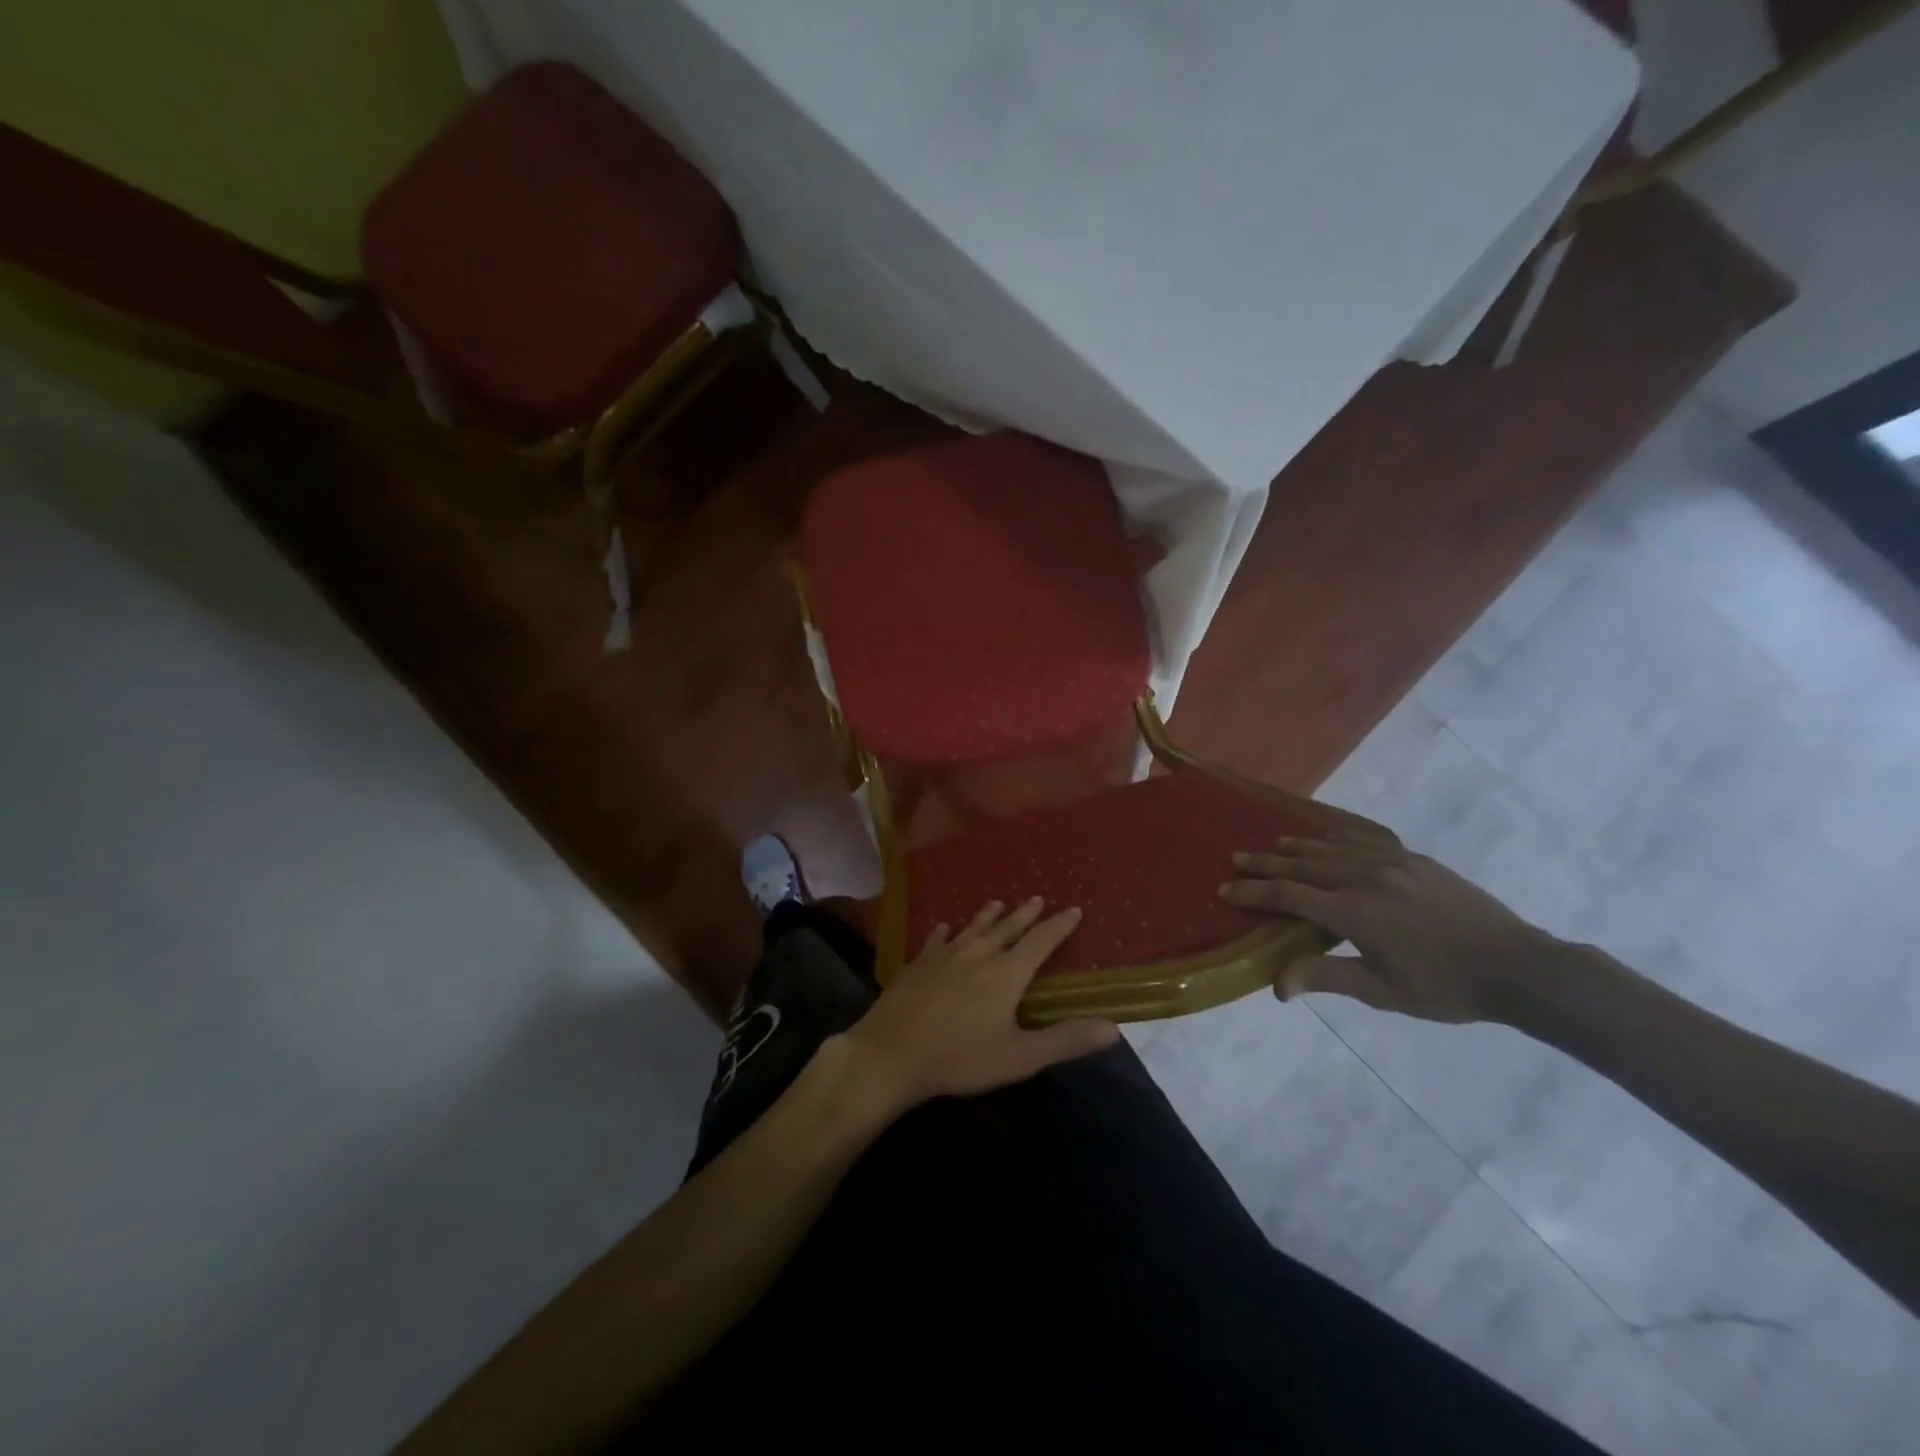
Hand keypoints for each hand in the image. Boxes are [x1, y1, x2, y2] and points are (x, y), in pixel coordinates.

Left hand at [841, 898, 1119, 1110]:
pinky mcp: (918, 964)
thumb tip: (1113, 1027)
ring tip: (998, 903)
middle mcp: (978, 955)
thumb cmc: (960, 1057)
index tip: (1074, 909)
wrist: (892, 1053)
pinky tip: (945, 927)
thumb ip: (1065, 1040)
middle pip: (1007, 928)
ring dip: (989, 915)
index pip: (1040, 942)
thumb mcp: (1019, 1057)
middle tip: (1038, 899)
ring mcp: (944, 956)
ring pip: (973, 928)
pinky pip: (937, 940)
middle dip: (1025, 914)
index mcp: (1006, 973)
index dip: (1059, 926)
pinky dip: (946, 931)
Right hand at [1219, 828, 1562, 1024]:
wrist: (1517, 966)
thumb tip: (1277, 985)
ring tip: (1276, 845)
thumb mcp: (1382, 991)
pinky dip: (1339, 839)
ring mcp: (1393, 864)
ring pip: (1333, 849)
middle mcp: (1366, 878)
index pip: (1289, 896)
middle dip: (1267, 863)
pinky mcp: (1416, 860)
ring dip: (1299, 847)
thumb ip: (1326, 977)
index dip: (1254, 892)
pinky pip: (1366, 841)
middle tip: (1238, 859)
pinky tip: (1331, 838)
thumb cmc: (1445, 988)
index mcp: (1354, 912)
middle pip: (1304, 866)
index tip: (1226, 890)